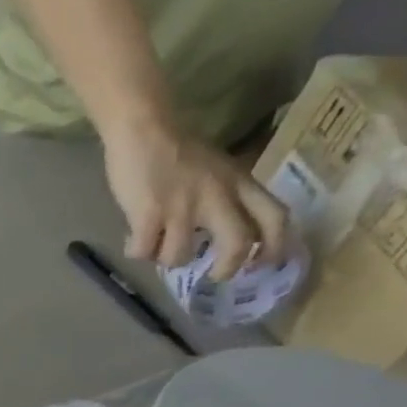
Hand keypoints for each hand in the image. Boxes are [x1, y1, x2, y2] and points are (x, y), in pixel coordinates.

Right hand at [104, 119, 290, 279]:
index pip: (274, 218)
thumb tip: (210, 237)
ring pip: (178, 256)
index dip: (274, 247)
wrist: (143, 130)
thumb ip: (221, 198)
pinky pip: (143, 252)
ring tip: (155, 247)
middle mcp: (217, 197)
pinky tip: (132, 240)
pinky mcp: (149, 215)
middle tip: (213, 275)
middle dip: (226, 268)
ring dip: (164, 259)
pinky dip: (136, 252)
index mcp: (238, 184)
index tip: (261, 265)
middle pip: (238, 244)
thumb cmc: (176, 150)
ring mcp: (182, 208)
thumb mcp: (215, 170)